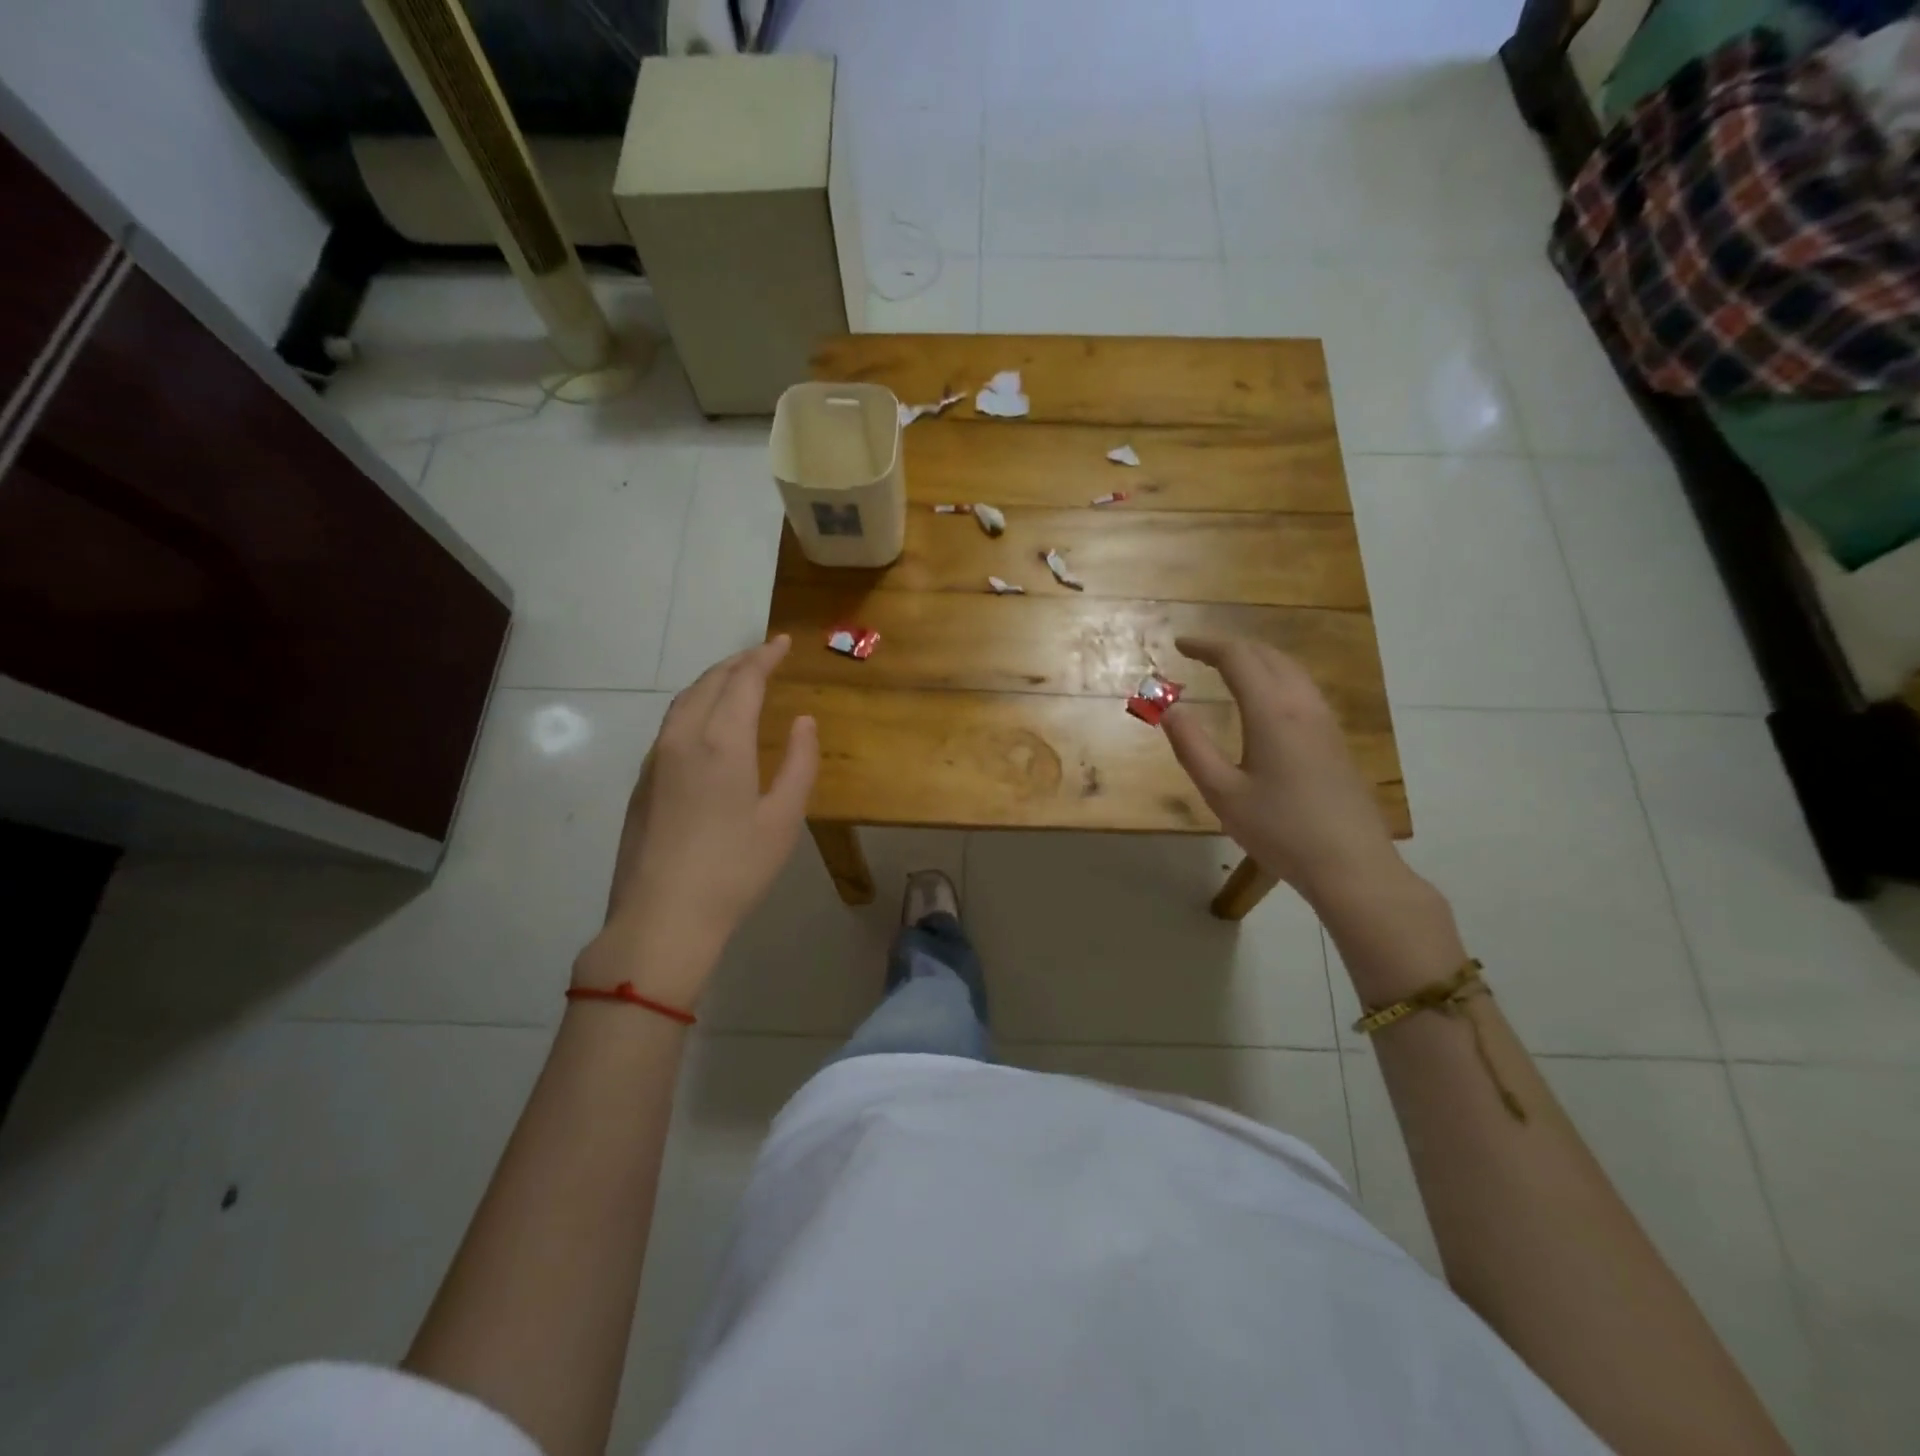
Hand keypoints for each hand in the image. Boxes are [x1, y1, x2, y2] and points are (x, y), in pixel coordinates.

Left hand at [575, 637, 816, 1006]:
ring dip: (712, 681)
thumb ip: (799, 763)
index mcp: (722, 742)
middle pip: (709, 682)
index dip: (764, 657)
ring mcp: (656, 759)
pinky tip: (706, 723)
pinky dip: (694, 706)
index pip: (743, 680)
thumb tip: (804, 722)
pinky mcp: (642, 782)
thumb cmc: (735, 869)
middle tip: (763, 654)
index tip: (782, 642)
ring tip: (736, 679)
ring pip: (684, 701)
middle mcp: (683, 738)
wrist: (662, 917)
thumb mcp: (783, 818)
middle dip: (738, 662)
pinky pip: (671, 724)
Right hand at [1161, 637, 1400, 907]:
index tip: (1179, 644)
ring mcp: (1324, 721)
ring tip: (1228, 668)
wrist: (1351, 864)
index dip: (1206, 645)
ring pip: (1290, 669)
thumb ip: (1192, 746)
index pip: (1237, 658)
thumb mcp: (1222, 793)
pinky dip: (1275, 676)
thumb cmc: (1280, 830)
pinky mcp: (1335, 740)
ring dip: (1256, 659)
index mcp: (1272, 712)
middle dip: (1230, 647)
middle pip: (1267, 655)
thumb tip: (1168, 709)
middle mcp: (1302, 706)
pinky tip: (1264, 700)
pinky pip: (1302, 688)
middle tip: (1199, 653)